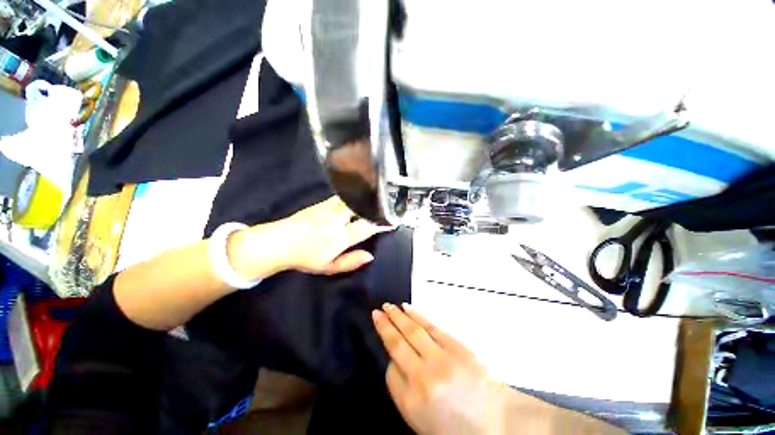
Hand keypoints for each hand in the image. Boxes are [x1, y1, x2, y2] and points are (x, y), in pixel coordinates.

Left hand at [230, 196, 390, 278]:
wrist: (279, 242)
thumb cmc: (305, 258)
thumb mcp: (328, 267)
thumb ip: (351, 262)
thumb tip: (370, 256)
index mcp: (339, 237)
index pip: (366, 227)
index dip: (381, 224)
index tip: (391, 222)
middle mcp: (336, 219)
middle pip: (361, 208)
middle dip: (375, 207)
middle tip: (386, 207)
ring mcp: (329, 208)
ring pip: (352, 200)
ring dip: (364, 200)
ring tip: (375, 200)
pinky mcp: (322, 203)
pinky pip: (343, 197)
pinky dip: (353, 198)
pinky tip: (357, 198)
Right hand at [373, 303, 509, 434]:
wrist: (497, 421)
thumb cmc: (456, 426)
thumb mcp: (421, 421)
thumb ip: (402, 391)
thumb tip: (395, 360)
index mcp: (412, 402)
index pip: (390, 371)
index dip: (389, 356)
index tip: (385, 339)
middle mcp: (423, 378)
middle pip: (398, 345)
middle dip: (385, 326)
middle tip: (377, 311)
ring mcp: (441, 359)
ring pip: (412, 331)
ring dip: (398, 316)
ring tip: (388, 306)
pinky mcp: (455, 346)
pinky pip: (431, 327)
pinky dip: (417, 316)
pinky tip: (407, 308)